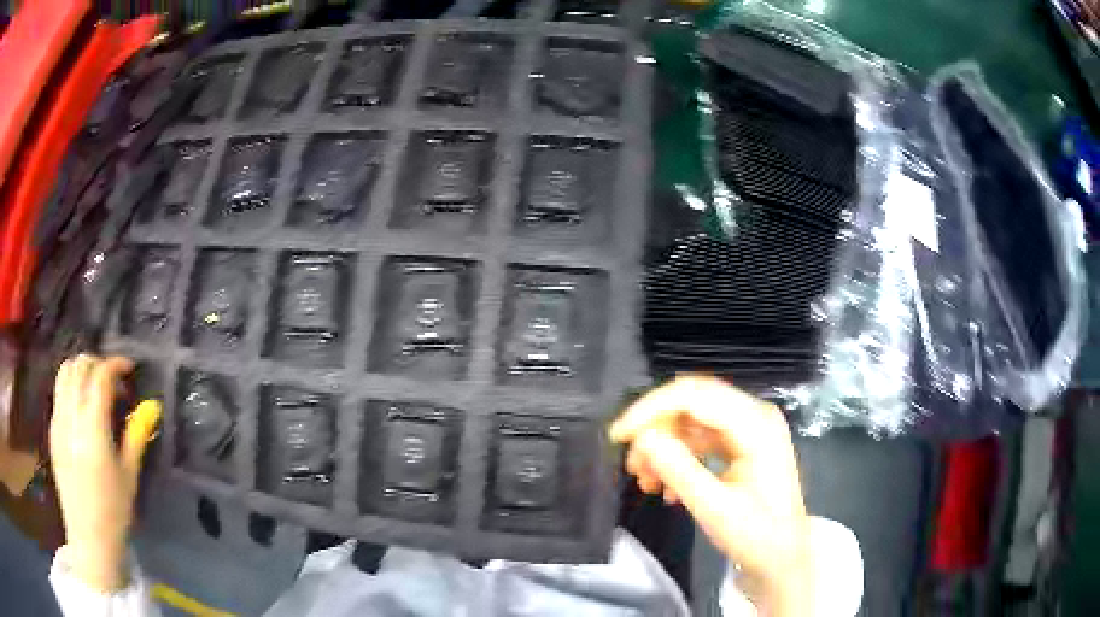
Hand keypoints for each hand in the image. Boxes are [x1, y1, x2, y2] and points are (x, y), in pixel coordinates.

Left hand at [49, 355, 160, 591]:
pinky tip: (83, 410)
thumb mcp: (129, 474)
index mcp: (92, 426)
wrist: (89, 537)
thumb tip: (150, 406)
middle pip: (79, 365)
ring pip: (64, 373)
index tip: (129, 368)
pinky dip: (71, 387)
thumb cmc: (114, 511)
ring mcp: (58, 421)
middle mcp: (71, 415)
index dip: (116, 364)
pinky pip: (59, 392)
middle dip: (97, 363)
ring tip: (96, 389)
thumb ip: (136, 435)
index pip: (100, 375)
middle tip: (113, 380)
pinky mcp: (52, 430)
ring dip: (81, 370)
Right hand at [610, 376, 810, 615]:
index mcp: (756, 424)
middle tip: (632, 464)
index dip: (651, 410)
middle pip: (692, 402)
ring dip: (664, 447)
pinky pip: (700, 438)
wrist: (782, 558)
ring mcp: (749, 429)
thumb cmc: (757, 536)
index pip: (695, 396)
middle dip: (656, 429)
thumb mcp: (715, 508)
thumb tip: (642, 439)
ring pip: (692, 421)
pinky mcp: (741, 444)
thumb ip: (678, 470)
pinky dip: (679, 458)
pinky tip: (666, 487)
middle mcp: (754, 416)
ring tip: (646, 482)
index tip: (618, 436)